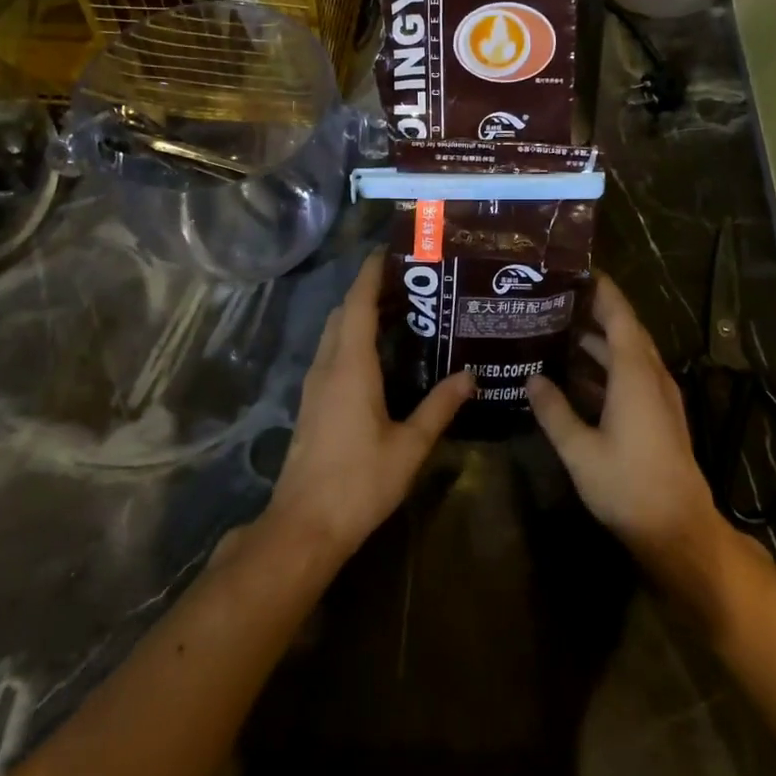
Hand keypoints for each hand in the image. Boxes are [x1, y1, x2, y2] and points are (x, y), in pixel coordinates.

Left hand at [267, 251, 473, 565]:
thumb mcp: (410, 445)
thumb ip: (440, 407)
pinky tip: (380, 353)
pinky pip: (332, 353)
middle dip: (370, 289)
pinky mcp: (312, 402)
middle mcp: (328, 365)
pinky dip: (353, 337)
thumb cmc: (359, 482)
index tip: (391, 250)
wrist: (304, 526)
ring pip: (334, 332)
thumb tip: (471, 376)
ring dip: (360, 313)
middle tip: (410, 281)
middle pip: (343, 312)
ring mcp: (315, 384)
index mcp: (351, 366)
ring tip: (401, 309)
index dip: (371, 273)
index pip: (357, 303)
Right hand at [527, 275, 730, 594]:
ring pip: (628, 353)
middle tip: (556, 297)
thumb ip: (554, 411)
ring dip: (599, 340)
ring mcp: (659, 396)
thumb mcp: (580, 450)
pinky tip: (576, 375)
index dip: (601, 290)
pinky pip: (631, 374)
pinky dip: (606, 366)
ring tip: (558, 329)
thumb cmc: (628, 486)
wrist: (678, 529)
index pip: (619, 316)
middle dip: (595, 309)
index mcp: (634, 374)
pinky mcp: (659, 414)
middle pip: (625, 329)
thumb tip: (532, 378)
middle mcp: (651, 376)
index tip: (576, 270)